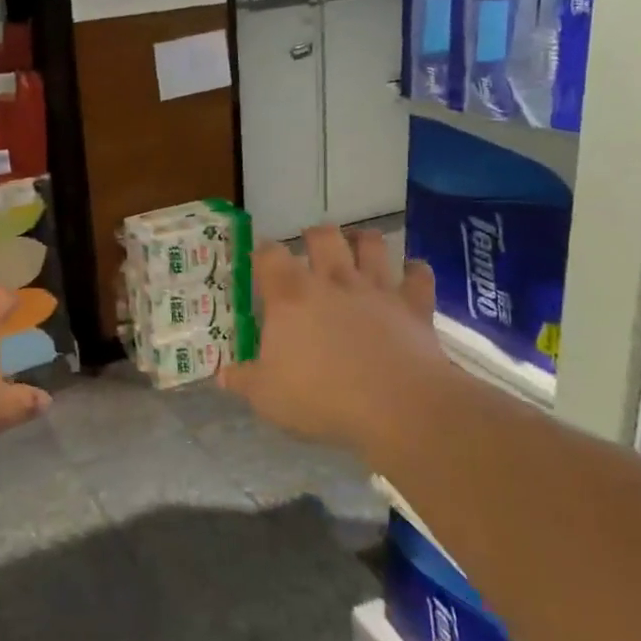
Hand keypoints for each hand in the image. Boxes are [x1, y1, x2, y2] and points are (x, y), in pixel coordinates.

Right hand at [219, 226, 453, 458]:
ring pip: (372, 244)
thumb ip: (243, 380)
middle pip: (324, 236)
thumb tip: (222, 375)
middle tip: (311, 245)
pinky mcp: (414, 306)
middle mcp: (333, 281)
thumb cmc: (322, 397)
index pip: (269, 255)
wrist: (397, 406)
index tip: (258, 257)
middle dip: (315, 235)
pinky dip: (415, 271)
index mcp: (290, 296)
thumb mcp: (267, 396)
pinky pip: (419, 275)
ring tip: (358, 246)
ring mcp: (377, 289)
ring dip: (364, 241)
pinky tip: (411, 274)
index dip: (262, 252)